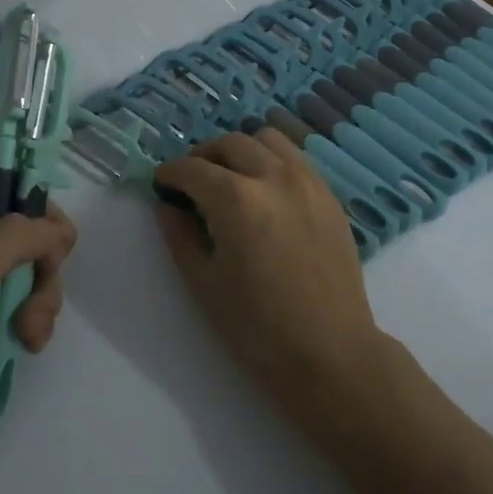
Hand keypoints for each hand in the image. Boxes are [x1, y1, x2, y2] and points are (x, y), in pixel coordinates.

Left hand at [0, 133, 76, 451]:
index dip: (16, 149)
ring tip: (31, 329)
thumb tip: (58, 230)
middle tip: (49, 270)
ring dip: (43, 289)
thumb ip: (14, 239)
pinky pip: (25, 293)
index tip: (49, 176)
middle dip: (46, 241)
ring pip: (32, 256)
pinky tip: (28, 341)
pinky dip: (34, 314)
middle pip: (23, 207)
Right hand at [154, 130, 385, 420]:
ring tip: (230, 178)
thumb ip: (179, 235)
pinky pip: (294, 158)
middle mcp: (272, 176)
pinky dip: (271, 160)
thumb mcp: (203, 283)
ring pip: (266, 139)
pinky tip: (264, 190)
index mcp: (236, 199)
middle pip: (229, 143)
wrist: (331, 353)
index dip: (169, 174)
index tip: (161, 184)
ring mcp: (307, 181)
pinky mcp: (328, 194)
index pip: (192, 169)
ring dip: (240, 150)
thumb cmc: (258, 327)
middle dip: (203, 156)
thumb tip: (167, 205)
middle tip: (191, 182)